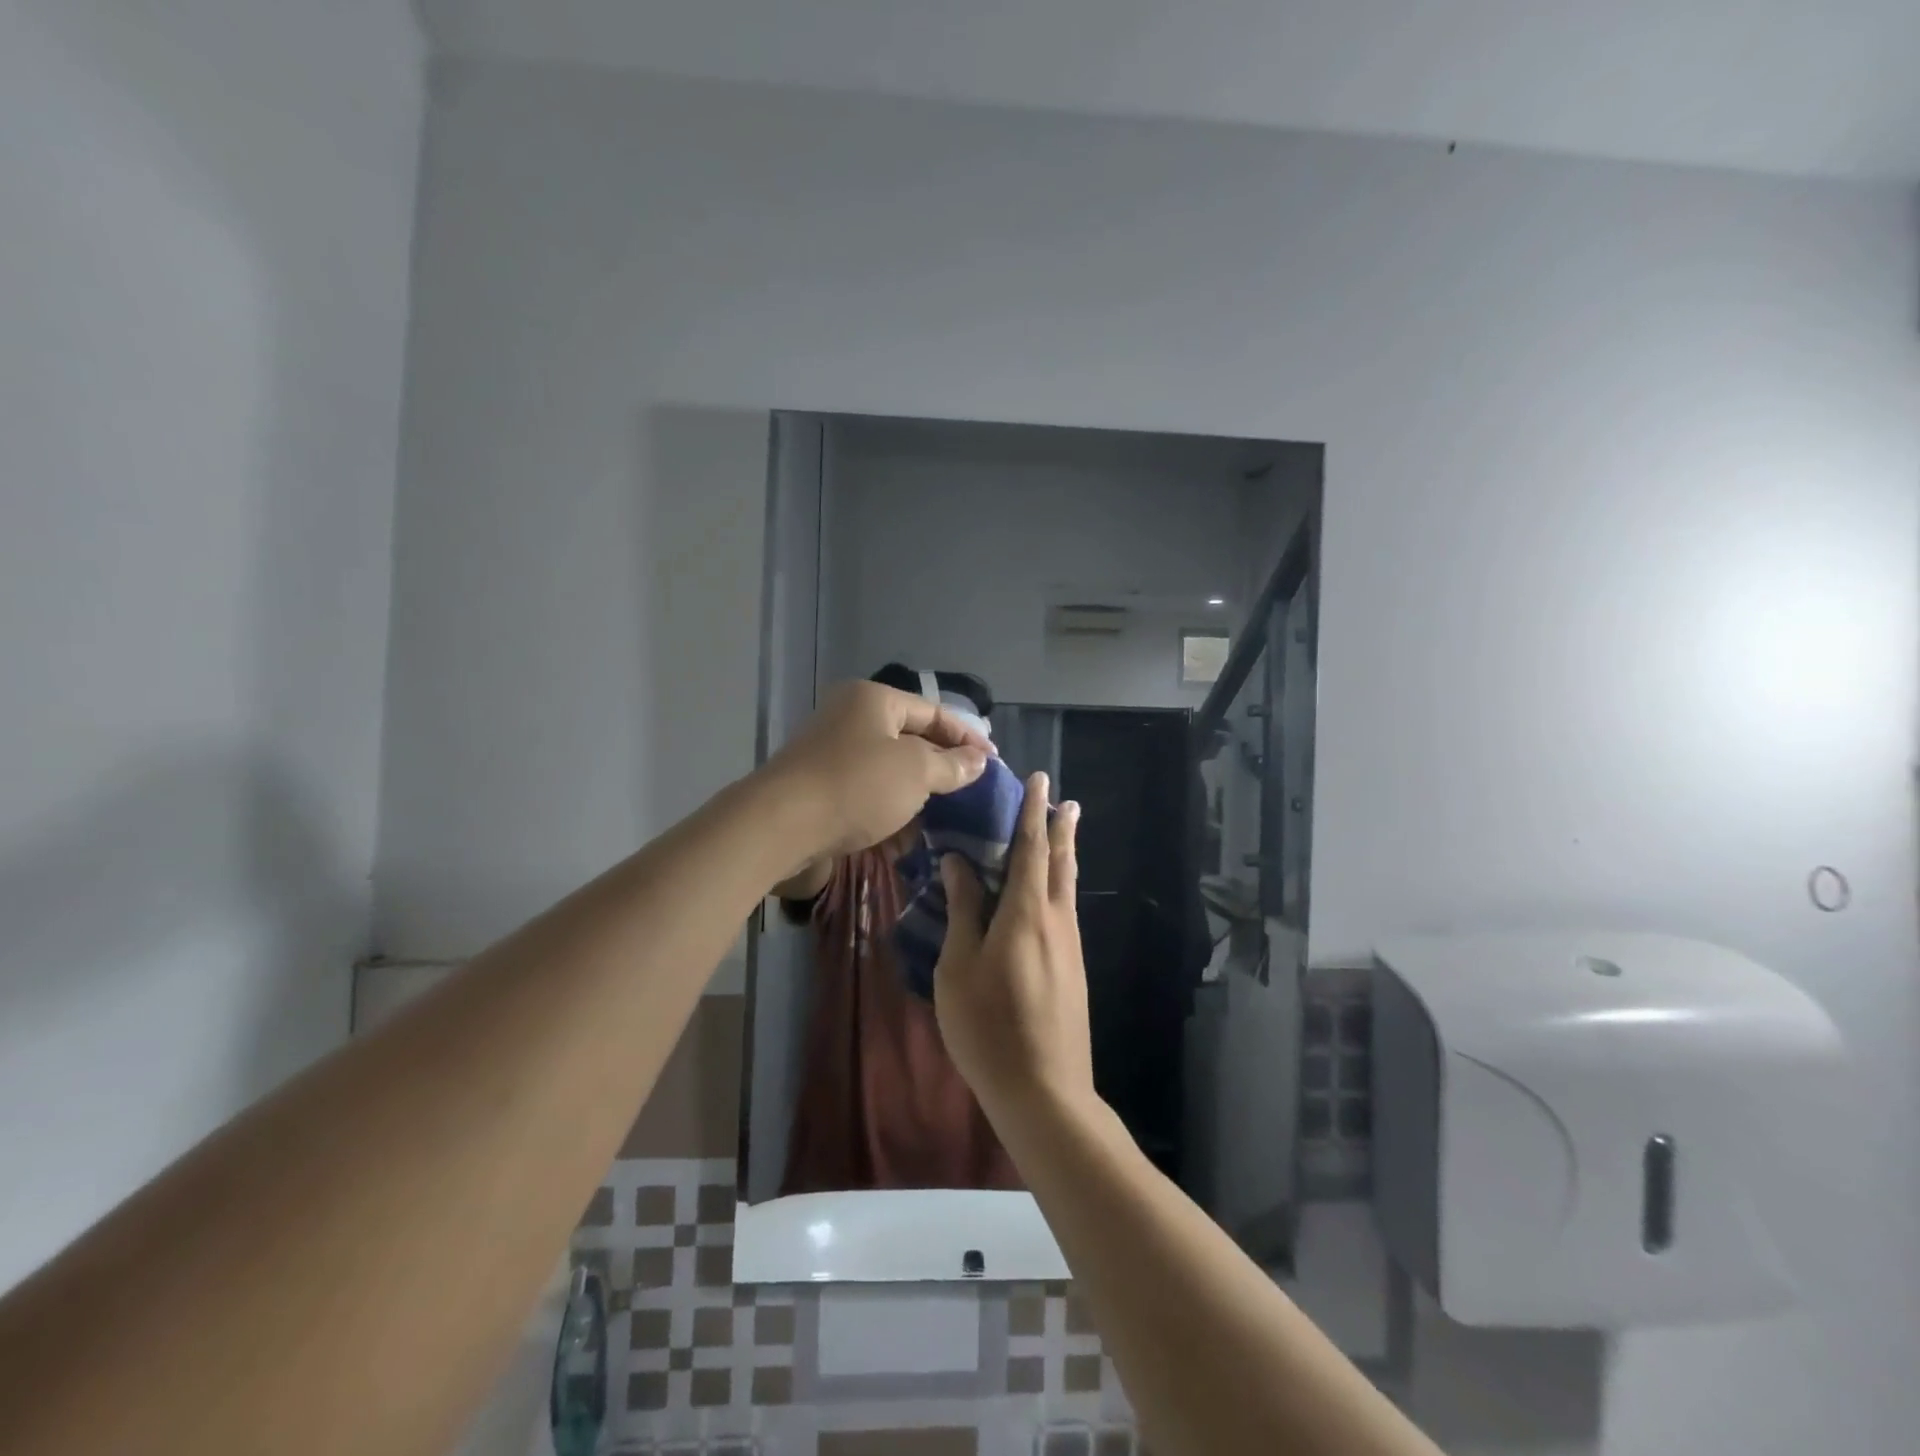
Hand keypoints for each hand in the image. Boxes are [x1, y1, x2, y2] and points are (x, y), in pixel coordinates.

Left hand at [763, 681, 991, 860]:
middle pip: (910, 739)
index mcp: (874, 700)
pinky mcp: (821, 788)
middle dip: (942, 766)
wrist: (780, 827)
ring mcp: (832, 754)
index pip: (933, 712)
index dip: (967, 737)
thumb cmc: (856, 786)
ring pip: (889, 770)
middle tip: (974, 790)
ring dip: (918, 792)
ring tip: (949, 816)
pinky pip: (867, 793)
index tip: (995, 762)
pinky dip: (890, 809)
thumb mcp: (915, 772)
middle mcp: (851, 718)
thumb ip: (951, 765)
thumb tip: (978, 761)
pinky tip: (910, 834)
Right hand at [933, 773, 1092, 1120]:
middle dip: (1061, 828)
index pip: (1031, 848)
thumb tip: (960, 863)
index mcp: (1026, 912)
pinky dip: (1061, 886)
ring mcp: (1070, 946)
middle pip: (1061, 862)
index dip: (1033, 812)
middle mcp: (1056, 920)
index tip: (1040, 781)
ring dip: (1065, 855)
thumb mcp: (959, 967)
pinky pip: (1067, 910)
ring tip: (1064, 834)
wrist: (1043, 1090)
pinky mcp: (1074, 968)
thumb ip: (963, 911)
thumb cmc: (987, 1026)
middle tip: (1064, 801)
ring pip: (1068, 887)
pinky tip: (1053, 894)